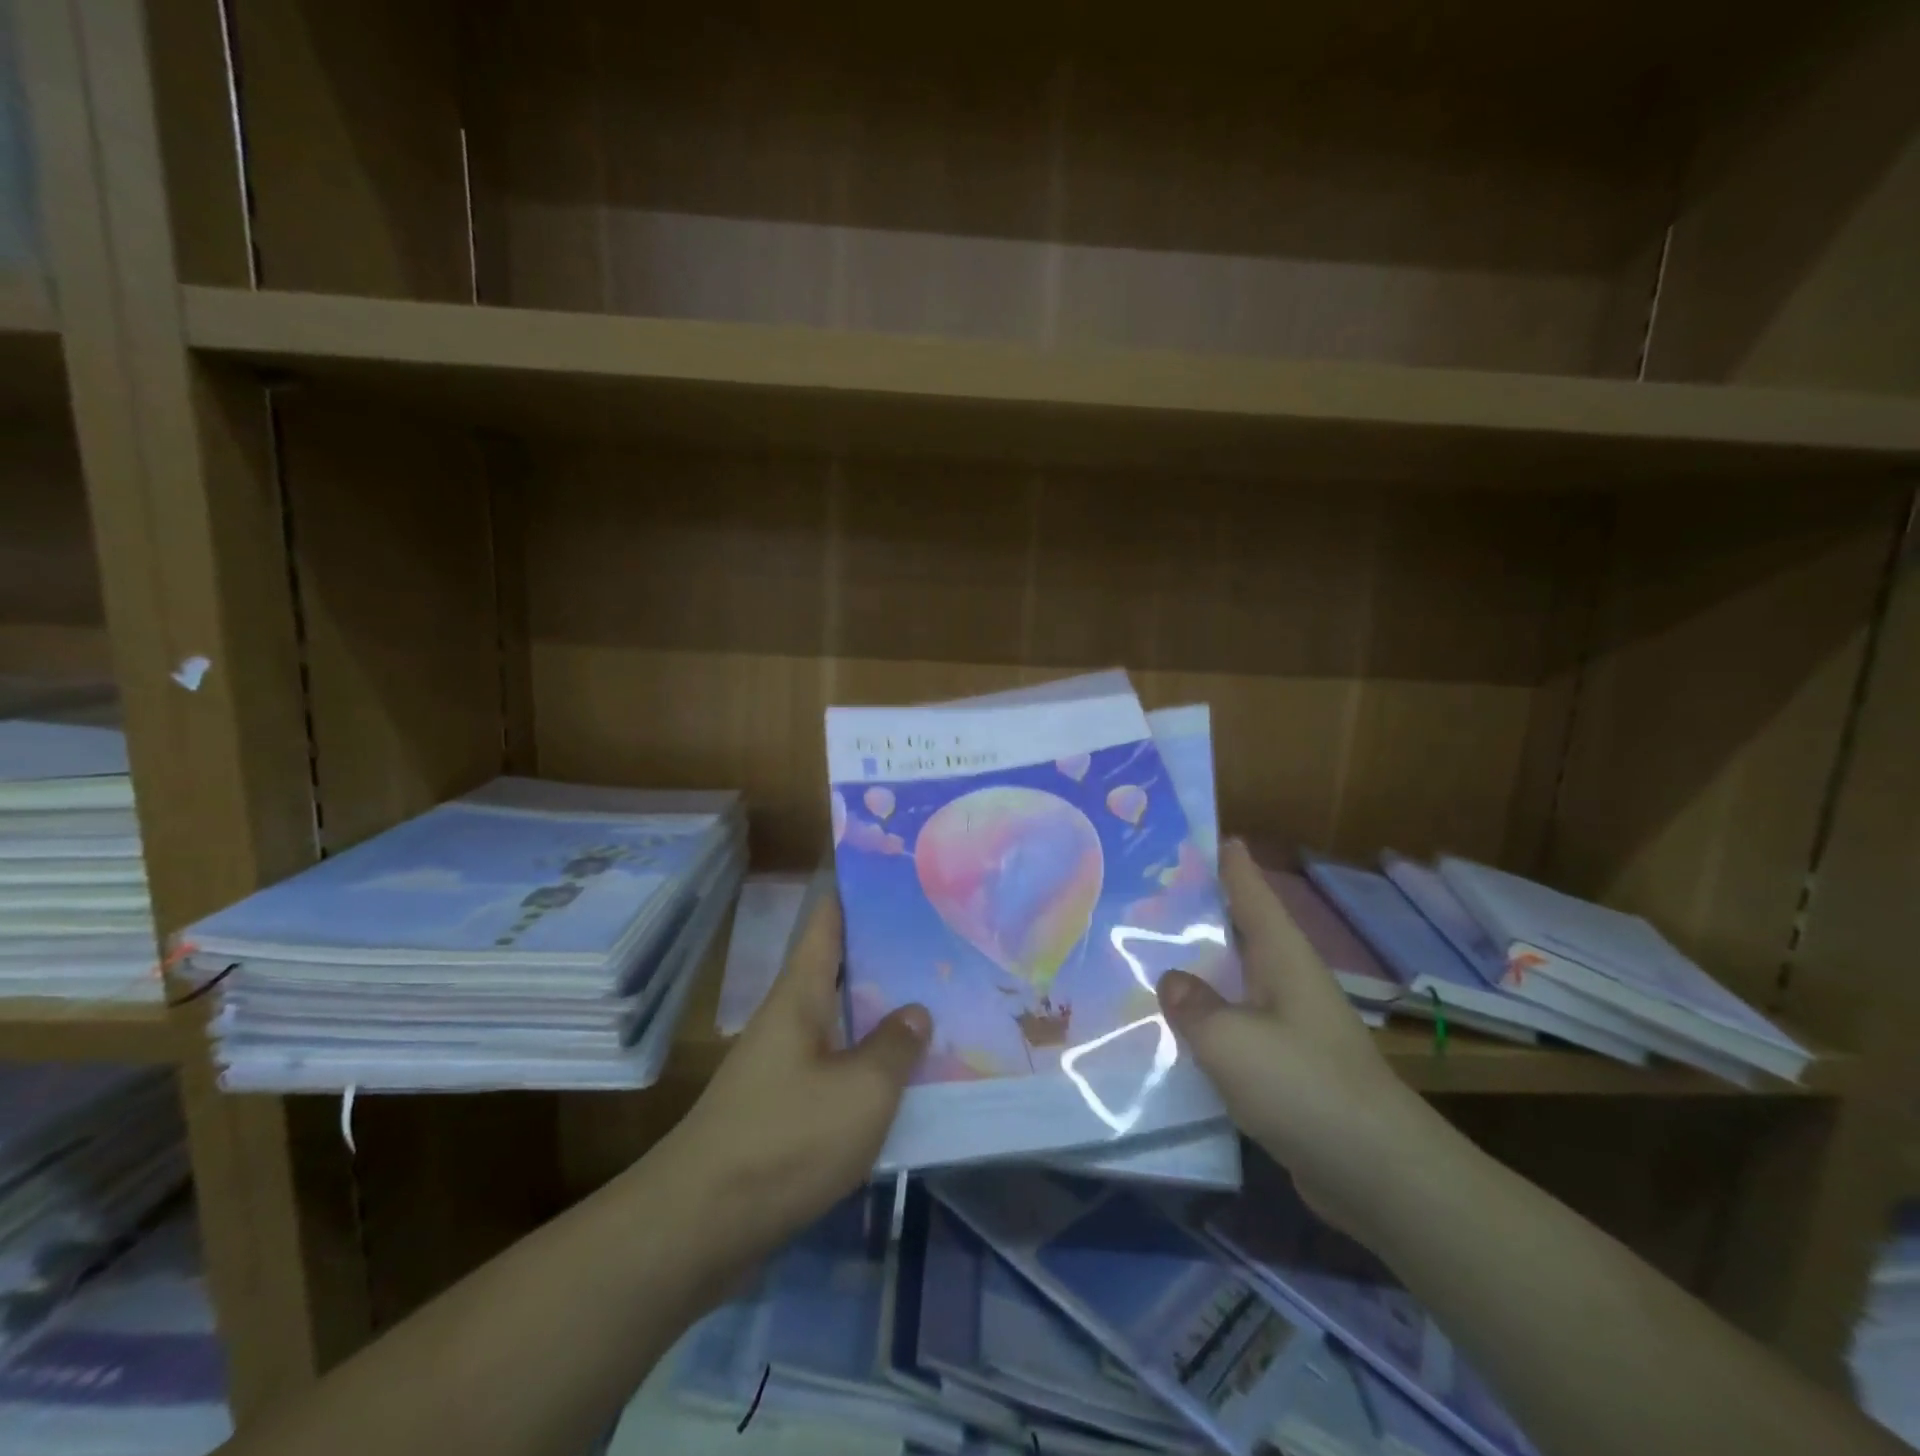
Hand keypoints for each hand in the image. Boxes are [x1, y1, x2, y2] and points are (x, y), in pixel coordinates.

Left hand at [656, 893, 930, 1270]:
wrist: (700, 1226)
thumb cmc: (785, 1139)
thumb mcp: (860, 1091)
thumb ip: (895, 1046)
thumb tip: (916, 1011)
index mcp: (801, 995)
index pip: (827, 921)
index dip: (856, 891)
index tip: (897, 872)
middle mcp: (789, 1019)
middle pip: (840, 969)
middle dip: (887, 953)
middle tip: (943, 940)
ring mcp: (784, 1065)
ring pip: (841, 1021)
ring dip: (882, 1013)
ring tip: (938, 1001)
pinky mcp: (784, 1109)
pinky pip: (836, 1068)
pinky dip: (869, 1063)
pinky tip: (906, 1077)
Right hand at [1156, 839, 1451, 1240]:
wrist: (1378, 1174)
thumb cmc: (1305, 1087)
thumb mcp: (1232, 1040)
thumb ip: (1192, 1005)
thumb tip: (1170, 980)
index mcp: (1282, 956)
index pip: (1250, 890)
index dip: (1226, 860)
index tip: (1195, 832)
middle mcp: (1286, 979)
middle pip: (1237, 929)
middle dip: (1195, 910)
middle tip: (1142, 891)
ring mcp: (1288, 1023)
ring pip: (1232, 979)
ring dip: (1195, 967)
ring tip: (1142, 952)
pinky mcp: (1283, 1066)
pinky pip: (1233, 1026)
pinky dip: (1203, 1019)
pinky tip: (1169, 1028)